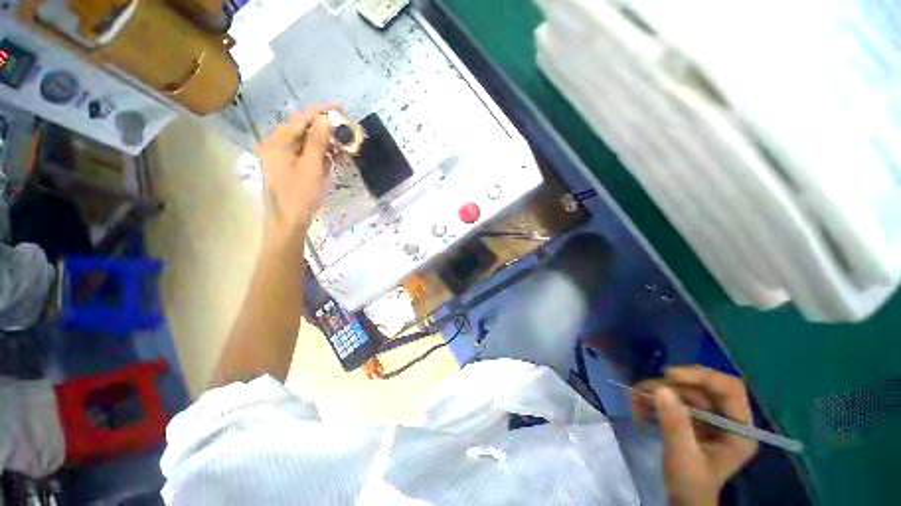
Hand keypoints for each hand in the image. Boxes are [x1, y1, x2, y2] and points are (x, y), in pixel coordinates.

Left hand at [256, 106, 335, 240]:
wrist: (288, 224)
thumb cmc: (299, 196)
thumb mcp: (312, 168)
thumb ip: (317, 141)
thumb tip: (325, 119)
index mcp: (277, 142)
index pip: (301, 119)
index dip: (321, 112)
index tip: (340, 109)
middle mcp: (276, 145)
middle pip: (303, 130)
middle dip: (326, 132)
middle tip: (346, 135)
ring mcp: (281, 158)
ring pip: (306, 144)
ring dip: (326, 146)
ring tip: (344, 152)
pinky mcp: (288, 168)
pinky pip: (306, 156)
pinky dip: (320, 157)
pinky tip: (333, 162)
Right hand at [633, 366, 757, 505]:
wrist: (682, 500)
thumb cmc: (690, 485)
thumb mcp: (683, 458)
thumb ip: (675, 425)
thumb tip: (661, 389)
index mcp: (739, 429)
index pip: (729, 389)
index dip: (702, 376)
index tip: (669, 375)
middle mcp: (727, 418)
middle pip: (701, 387)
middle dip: (670, 387)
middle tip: (643, 391)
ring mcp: (709, 418)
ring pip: (683, 391)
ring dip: (656, 392)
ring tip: (635, 400)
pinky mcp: (692, 419)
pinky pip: (673, 400)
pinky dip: (654, 400)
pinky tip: (639, 408)